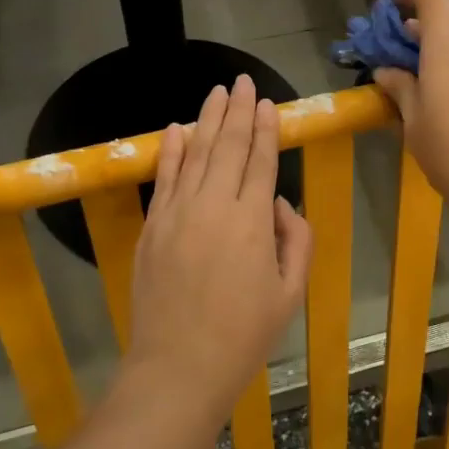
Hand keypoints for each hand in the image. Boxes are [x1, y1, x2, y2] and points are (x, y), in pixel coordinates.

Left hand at [127, 75, 312, 408]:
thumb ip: (296, 240)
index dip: (265, 129)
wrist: (179, 367)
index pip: (260, 161)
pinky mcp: (152, 227)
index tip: (267, 103)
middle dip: (238, 111)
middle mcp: (214, 206)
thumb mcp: (291, 292)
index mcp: (252, 221)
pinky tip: (177, 129)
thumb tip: (279, 204)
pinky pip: (164, 178)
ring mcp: (177, 213)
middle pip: (228, 147)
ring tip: (216, 92)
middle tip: (242, 82)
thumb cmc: (244, 335)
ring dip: (207, 120)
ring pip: (196, 154)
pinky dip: (171, 151)